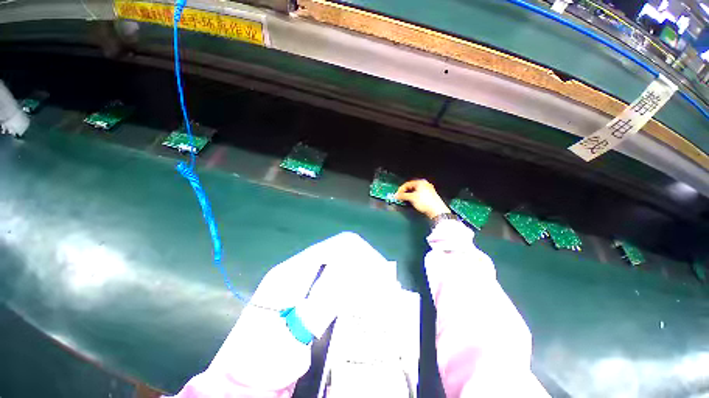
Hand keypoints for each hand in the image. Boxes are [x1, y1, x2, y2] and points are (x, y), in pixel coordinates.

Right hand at [395, 179, 449, 218]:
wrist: (437, 210)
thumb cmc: (425, 201)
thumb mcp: (412, 198)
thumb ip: (403, 196)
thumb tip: (396, 195)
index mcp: (421, 182)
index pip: (407, 184)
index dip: (401, 189)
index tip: (397, 195)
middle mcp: (425, 184)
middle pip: (411, 187)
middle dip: (405, 192)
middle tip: (400, 197)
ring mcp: (428, 190)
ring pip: (415, 191)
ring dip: (409, 195)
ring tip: (405, 200)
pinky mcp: (429, 196)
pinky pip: (419, 195)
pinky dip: (414, 197)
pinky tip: (412, 202)